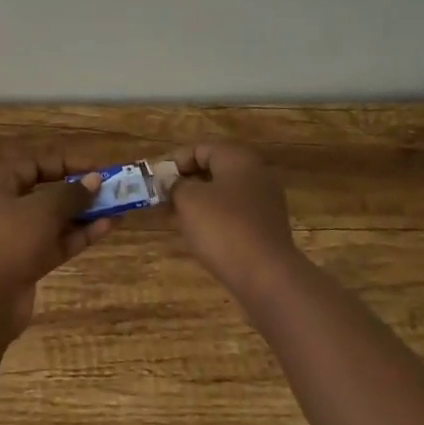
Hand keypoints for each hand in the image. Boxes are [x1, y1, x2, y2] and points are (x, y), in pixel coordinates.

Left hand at [0, 153, 115, 333]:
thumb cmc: (9, 240)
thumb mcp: (43, 209)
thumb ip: (71, 194)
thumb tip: (94, 180)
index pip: (35, 165)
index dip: (66, 164)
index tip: (96, 169)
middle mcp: (5, 208)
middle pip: (46, 192)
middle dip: (78, 190)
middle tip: (110, 189)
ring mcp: (16, 238)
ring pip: (55, 220)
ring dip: (84, 214)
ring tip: (117, 208)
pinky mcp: (28, 264)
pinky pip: (57, 243)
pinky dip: (80, 235)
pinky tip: (108, 227)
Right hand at [167, 143, 302, 300]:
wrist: (266, 276)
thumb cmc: (222, 228)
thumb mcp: (187, 200)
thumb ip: (175, 185)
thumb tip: (173, 183)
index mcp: (238, 157)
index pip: (199, 148)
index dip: (174, 162)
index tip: (156, 183)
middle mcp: (255, 172)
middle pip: (213, 169)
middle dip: (186, 183)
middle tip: (164, 200)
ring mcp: (265, 200)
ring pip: (223, 192)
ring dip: (199, 202)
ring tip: (177, 218)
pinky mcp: (267, 226)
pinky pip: (234, 213)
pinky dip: (215, 218)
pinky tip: (201, 235)